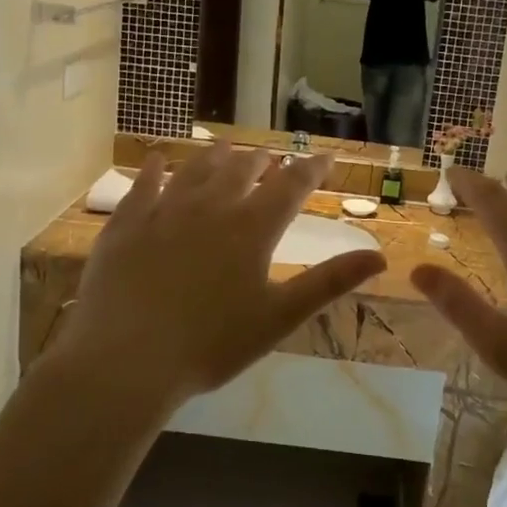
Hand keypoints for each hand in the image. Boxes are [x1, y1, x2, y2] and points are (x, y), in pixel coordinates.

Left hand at [45, 146, 386, 415]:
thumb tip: (379, 257)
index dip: (312, 168)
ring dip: (215, 156)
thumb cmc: (211, 344)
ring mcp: (164, 211)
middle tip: (270, 155)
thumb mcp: (279, 317)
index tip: (325, 156)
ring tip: (226, 147)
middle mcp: (211, 207)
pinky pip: (143, 186)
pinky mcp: (126, 224)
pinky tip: (158, 160)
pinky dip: (154, 170)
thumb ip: (328, 282)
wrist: (127, 359)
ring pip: (195, 170)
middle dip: (261, 159)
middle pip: (242, 170)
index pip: (291, 185)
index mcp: (251, 228)